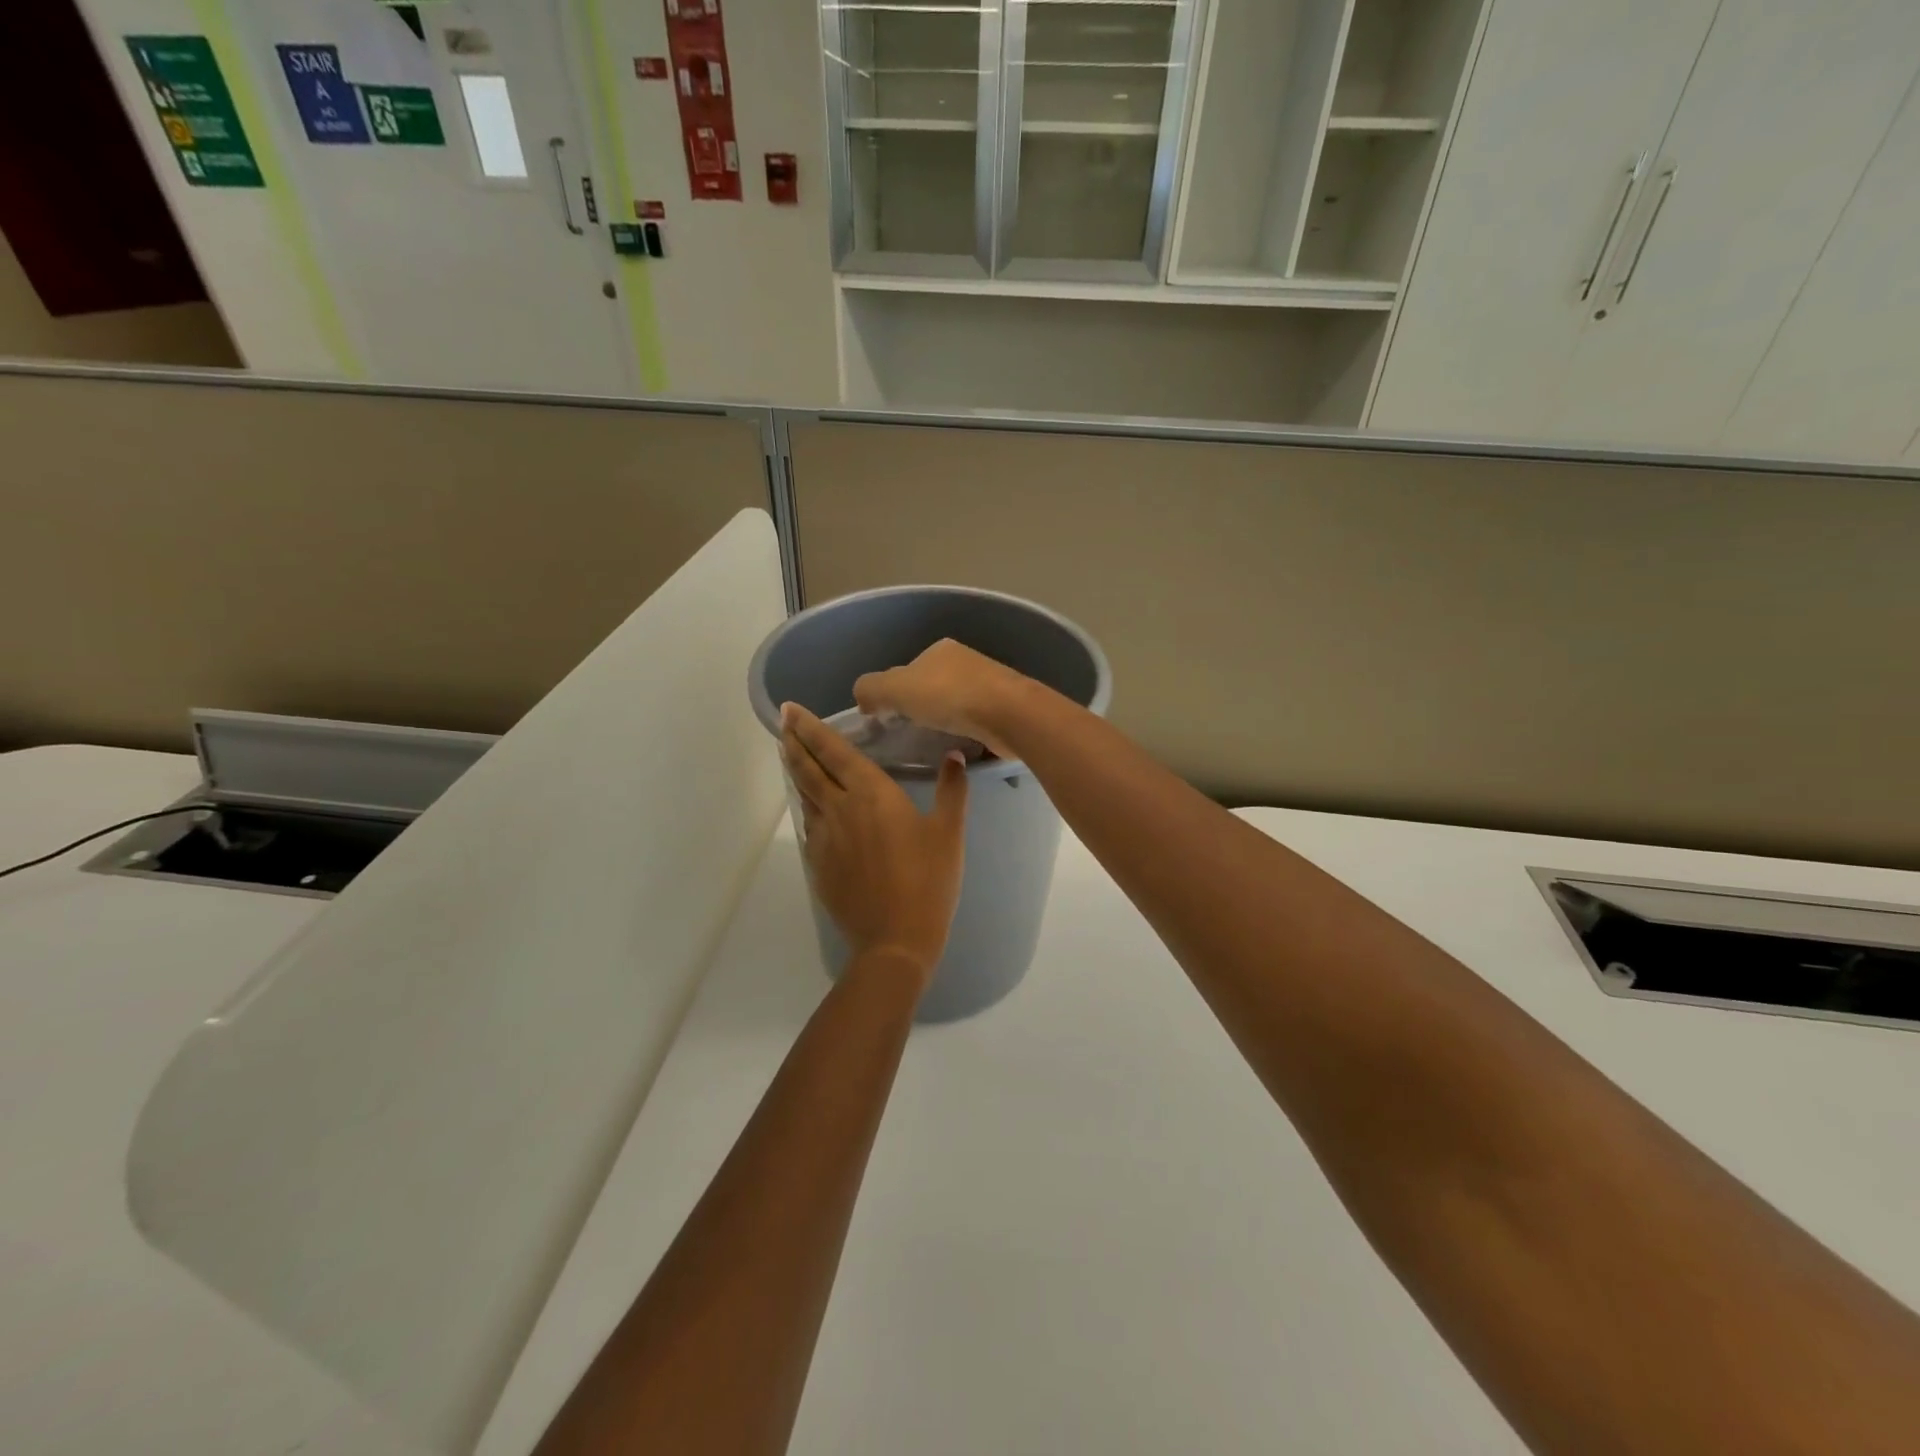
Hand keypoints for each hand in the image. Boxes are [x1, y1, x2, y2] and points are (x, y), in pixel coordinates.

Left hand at [781, 703, 969, 980]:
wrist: (894, 941)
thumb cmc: (928, 882)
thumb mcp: (949, 833)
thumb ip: (952, 790)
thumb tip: (955, 756)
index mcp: (871, 794)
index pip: (834, 751)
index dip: (811, 728)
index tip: (792, 709)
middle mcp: (840, 808)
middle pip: (808, 768)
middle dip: (794, 741)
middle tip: (783, 721)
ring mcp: (824, 837)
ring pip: (804, 794)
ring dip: (796, 769)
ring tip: (789, 752)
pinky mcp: (819, 863)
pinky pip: (809, 823)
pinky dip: (806, 804)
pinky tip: (811, 804)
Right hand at [853, 639, 1030, 761]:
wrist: (1008, 714)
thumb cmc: (948, 696)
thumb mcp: (895, 687)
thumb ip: (870, 688)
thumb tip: (863, 698)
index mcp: (940, 650)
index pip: (908, 670)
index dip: (894, 693)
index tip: (888, 718)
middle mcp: (965, 661)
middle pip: (931, 687)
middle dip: (920, 707)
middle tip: (908, 734)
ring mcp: (989, 684)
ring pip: (954, 704)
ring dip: (943, 720)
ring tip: (933, 743)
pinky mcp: (1004, 708)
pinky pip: (974, 721)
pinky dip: (963, 731)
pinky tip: (959, 746)